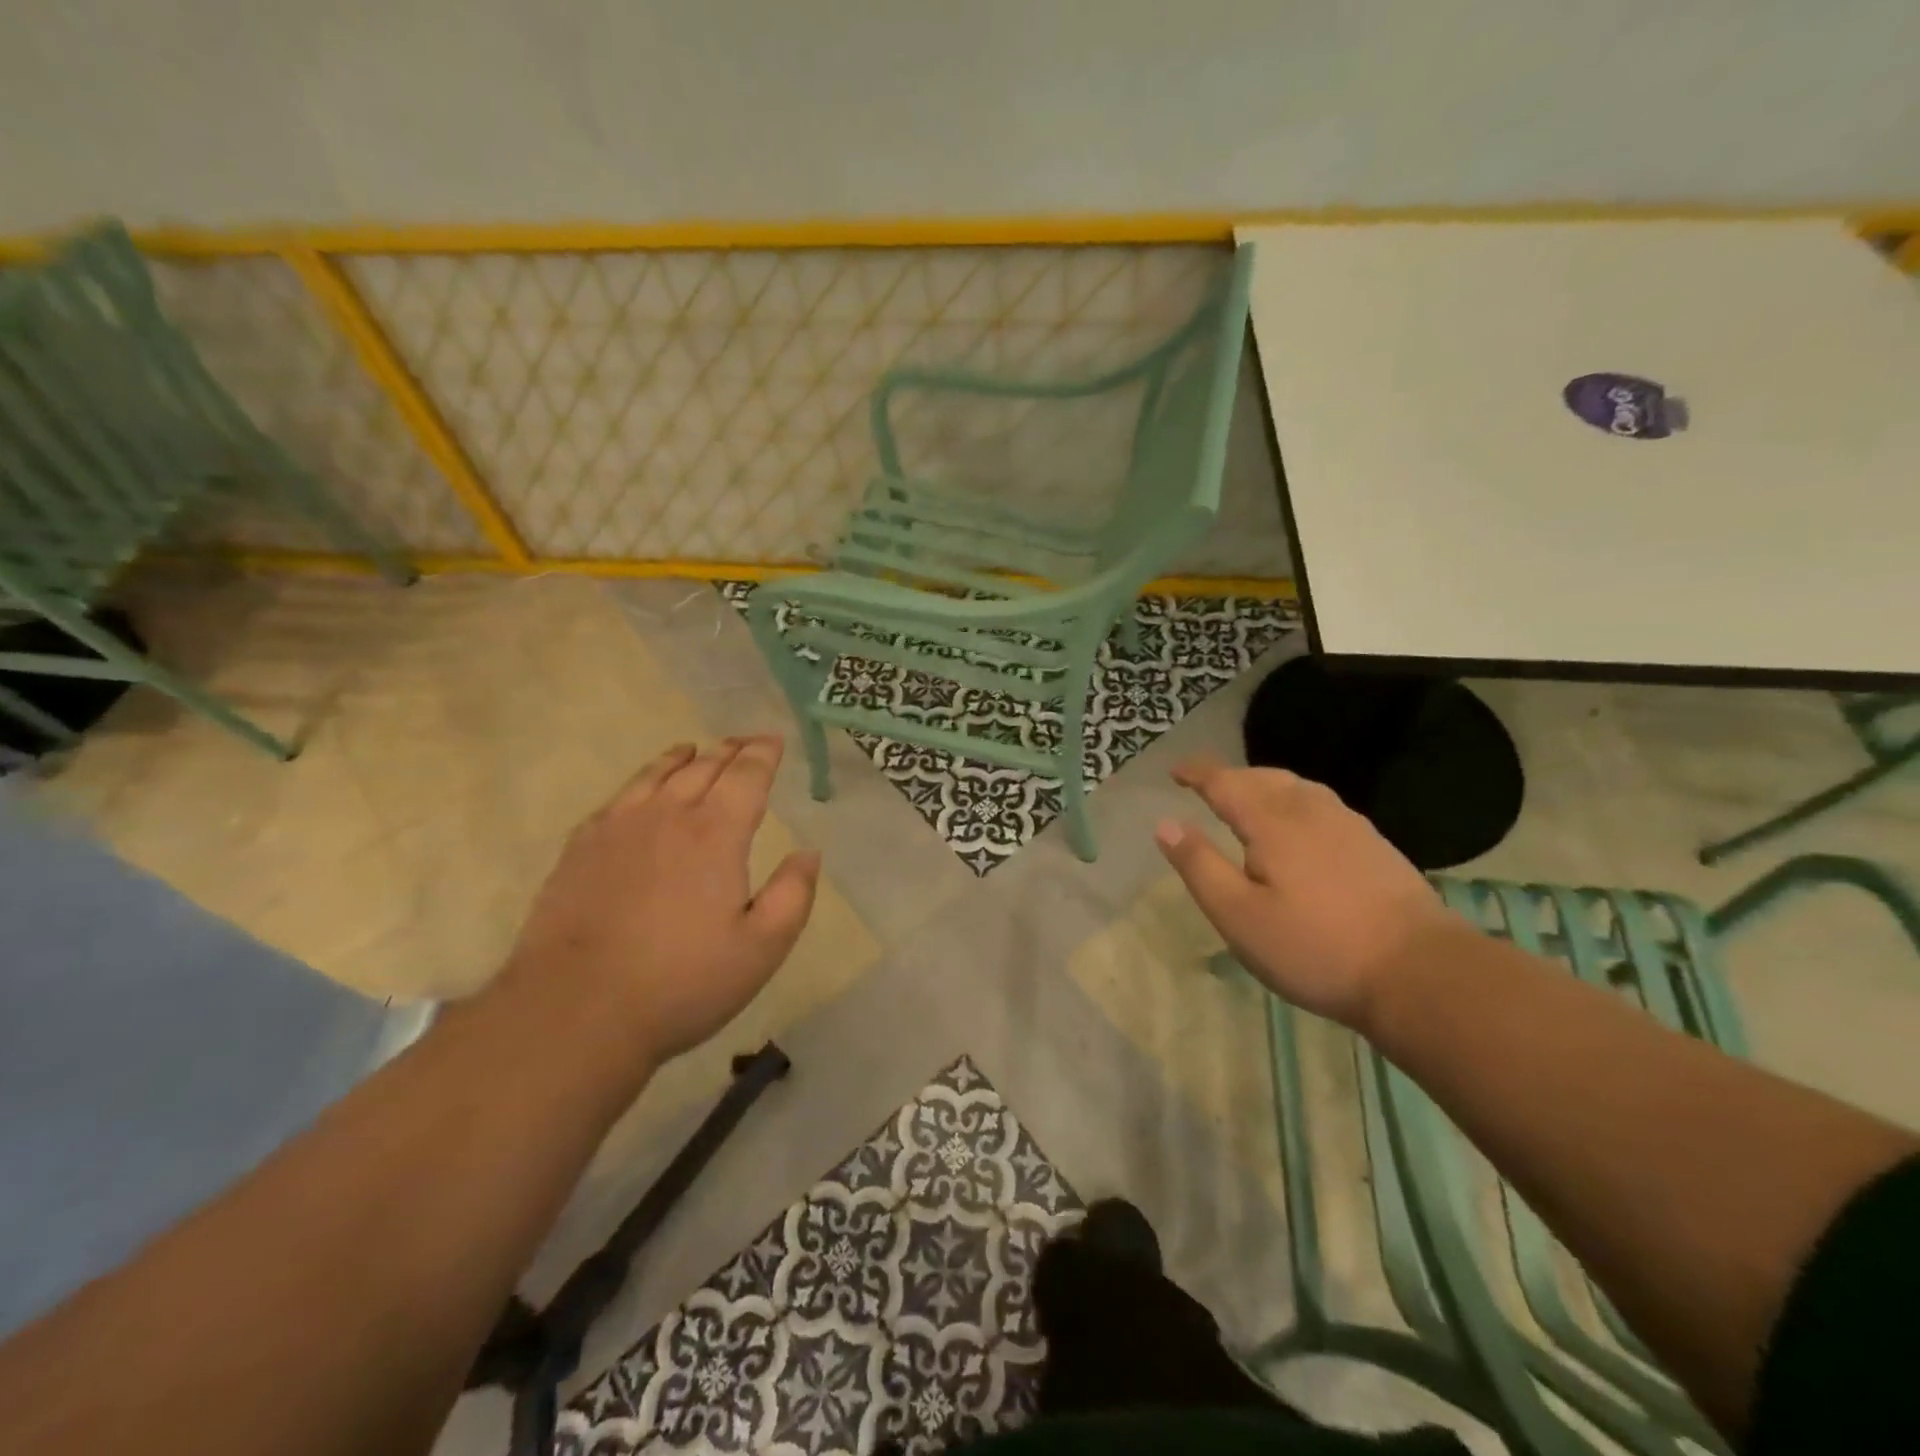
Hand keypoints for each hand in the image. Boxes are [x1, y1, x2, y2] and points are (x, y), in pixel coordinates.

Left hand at [499, 736, 819, 1072]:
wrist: (575, 1011)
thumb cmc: (682, 983)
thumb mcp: (762, 948)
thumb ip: (793, 894)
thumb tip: (808, 852)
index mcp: (716, 834)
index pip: (746, 776)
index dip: (763, 754)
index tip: (774, 740)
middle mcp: (667, 815)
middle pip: (704, 766)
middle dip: (730, 749)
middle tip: (746, 742)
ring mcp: (618, 828)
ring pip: (656, 774)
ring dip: (684, 757)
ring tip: (695, 750)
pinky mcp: (581, 847)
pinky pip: (619, 796)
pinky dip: (642, 780)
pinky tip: (642, 790)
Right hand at [1155, 755, 1455, 1030]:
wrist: (1420, 972)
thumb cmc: (1315, 948)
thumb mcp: (1239, 916)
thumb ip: (1199, 866)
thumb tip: (1165, 824)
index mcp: (1272, 822)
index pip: (1225, 782)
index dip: (1197, 773)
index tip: (1175, 770)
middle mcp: (1310, 810)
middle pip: (1263, 778)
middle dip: (1230, 777)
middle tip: (1206, 787)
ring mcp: (1349, 824)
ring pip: (1297, 788)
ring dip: (1264, 785)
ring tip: (1248, 800)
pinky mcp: (1374, 844)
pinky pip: (1321, 804)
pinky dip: (1294, 801)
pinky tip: (1299, 827)